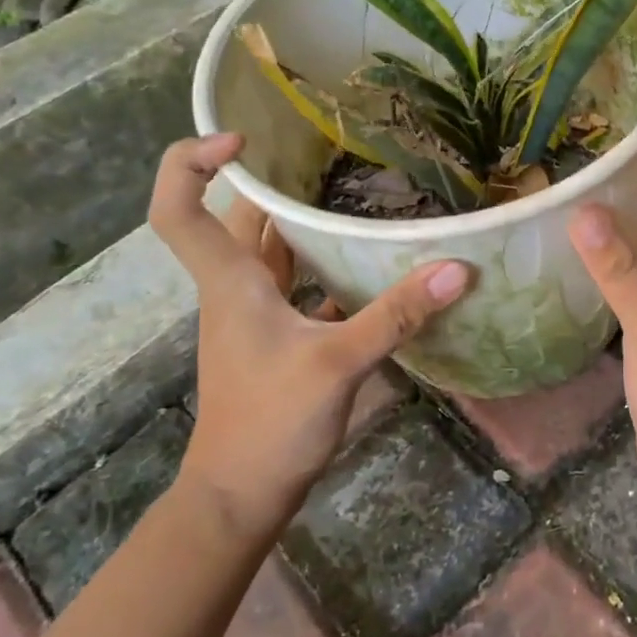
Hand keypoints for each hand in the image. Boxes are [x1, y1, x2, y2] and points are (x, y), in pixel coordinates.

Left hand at [149, 134, 468, 539]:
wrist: (241, 496)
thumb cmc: (271, 424)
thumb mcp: (338, 364)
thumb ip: (395, 314)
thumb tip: (457, 268)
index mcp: (232, 282)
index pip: (178, 210)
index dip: (190, 164)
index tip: (242, 139)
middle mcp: (236, 289)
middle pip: (236, 218)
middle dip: (269, 179)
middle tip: (324, 152)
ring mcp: (255, 315)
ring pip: (268, 249)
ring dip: (298, 219)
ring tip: (352, 189)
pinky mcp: (277, 337)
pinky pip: (295, 281)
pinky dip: (321, 261)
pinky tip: (365, 260)